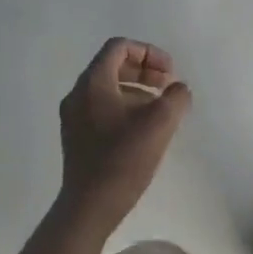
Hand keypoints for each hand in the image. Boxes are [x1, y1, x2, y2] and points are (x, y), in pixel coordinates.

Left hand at [57, 37, 192, 232]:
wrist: (90, 205)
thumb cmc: (124, 160)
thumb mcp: (160, 123)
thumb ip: (175, 98)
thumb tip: (178, 90)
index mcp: (93, 83)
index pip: (119, 47)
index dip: (149, 52)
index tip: (170, 72)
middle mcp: (78, 93)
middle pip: (112, 66)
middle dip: (144, 70)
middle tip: (167, 86)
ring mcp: (73, 116)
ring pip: (107, 88)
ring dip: (136, 90)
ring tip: (160, 108)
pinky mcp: (76, 136)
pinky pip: (101, 108)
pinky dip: (124, 107)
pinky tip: (143, 129)